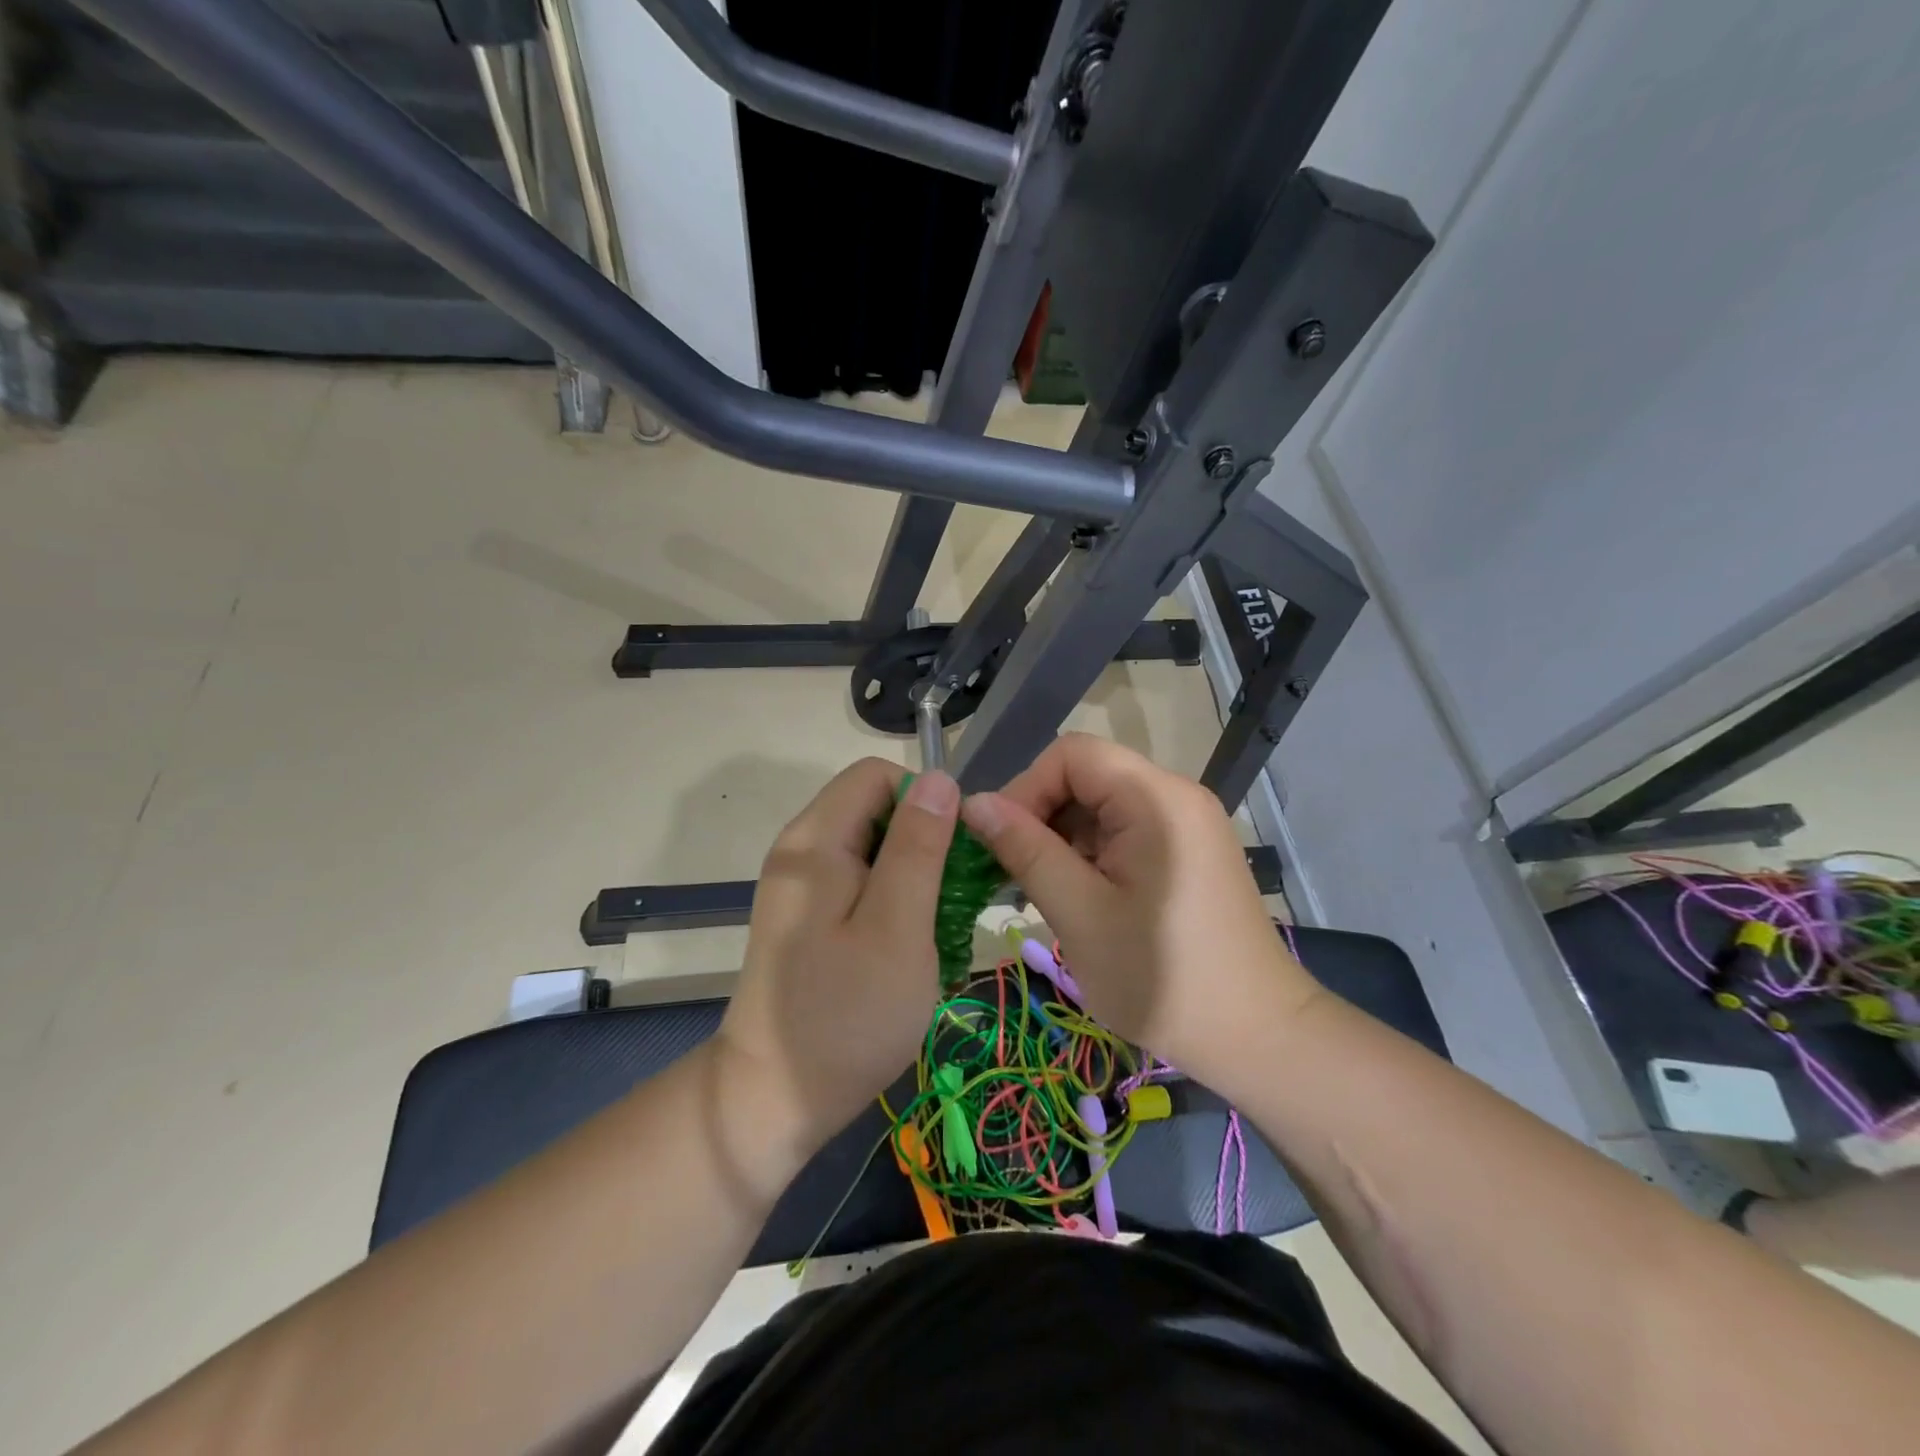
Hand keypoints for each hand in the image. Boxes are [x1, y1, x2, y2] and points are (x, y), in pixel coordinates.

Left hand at [714, 759, 957, 1164]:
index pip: (877, 775)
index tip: (954, 856)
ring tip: (937, 927)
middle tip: (952, 900)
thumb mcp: (897, 927)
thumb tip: (938, 778)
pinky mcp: (806, 915)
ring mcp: (801, 885)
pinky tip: (909, 943)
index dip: (924, 801)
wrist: (772, 1099)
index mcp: (815, 842)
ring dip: (914, 875)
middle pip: (875, 808)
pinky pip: (859, 881)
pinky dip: (893, 899)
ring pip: (872, 847)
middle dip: (924, 841)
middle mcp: (801, 850)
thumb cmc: (845, 1015)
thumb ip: (918, 847)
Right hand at [960, 734, 1316, 1084]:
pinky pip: (1126, 831)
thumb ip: (1025, 850)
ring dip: (1064, 840)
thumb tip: (974, 803)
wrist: (1259, 1037)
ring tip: (1045, 894)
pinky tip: (1080, 899)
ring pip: (1103, 805)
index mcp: (1155, 798)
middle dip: (1042, 817)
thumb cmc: (1163, 978)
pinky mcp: (1188, 851)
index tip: (1000, 844)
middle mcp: (1176, 796)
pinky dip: (1092, 855)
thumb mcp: (1080, 914)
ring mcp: (1187, 823)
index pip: (1071, 754)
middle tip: (1015, 875)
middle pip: (1087, 776)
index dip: (1026, 789)